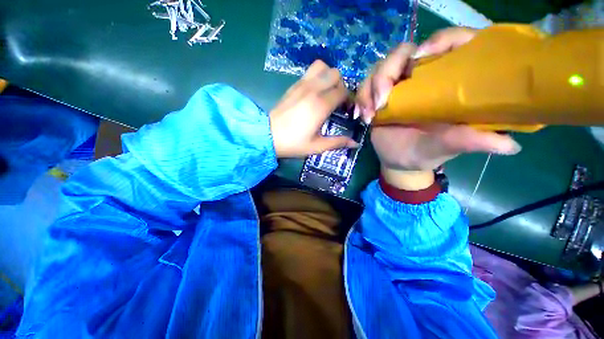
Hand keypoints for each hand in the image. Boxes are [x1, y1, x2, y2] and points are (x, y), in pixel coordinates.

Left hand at [270, 60, 358, 157]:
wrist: (267, 136)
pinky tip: (314, 92)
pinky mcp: (293, 85)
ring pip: (322, 66)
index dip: (349, 99)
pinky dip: (317, 77)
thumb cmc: (293, 143)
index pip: (343, 91)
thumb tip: (355, 143)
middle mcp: (313, 90)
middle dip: (341, 86)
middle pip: (335, 74)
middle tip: (337, 101)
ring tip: (326, 92)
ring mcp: (301, 85)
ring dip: (328, 76)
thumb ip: (338, 142)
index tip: (346, 110)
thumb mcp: (317, 146)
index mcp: (321, 105)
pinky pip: (309, 72)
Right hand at [355, 28, 521, 188]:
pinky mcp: (379, 97)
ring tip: (369, 115)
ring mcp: (397, 86)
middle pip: (403, 52)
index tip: (421, 56)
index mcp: (448, 82)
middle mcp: (422, 78)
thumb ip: (468, 142)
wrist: (399, 162)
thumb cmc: (425, 154)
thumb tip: (510, 145)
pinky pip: (365, 87)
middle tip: (382, 101)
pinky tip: (361, 116)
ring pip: (379, 68)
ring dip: (369, 89)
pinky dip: (360, 99)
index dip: (438, 40)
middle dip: (387, 72)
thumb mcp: (445, 147)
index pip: (450, 43)